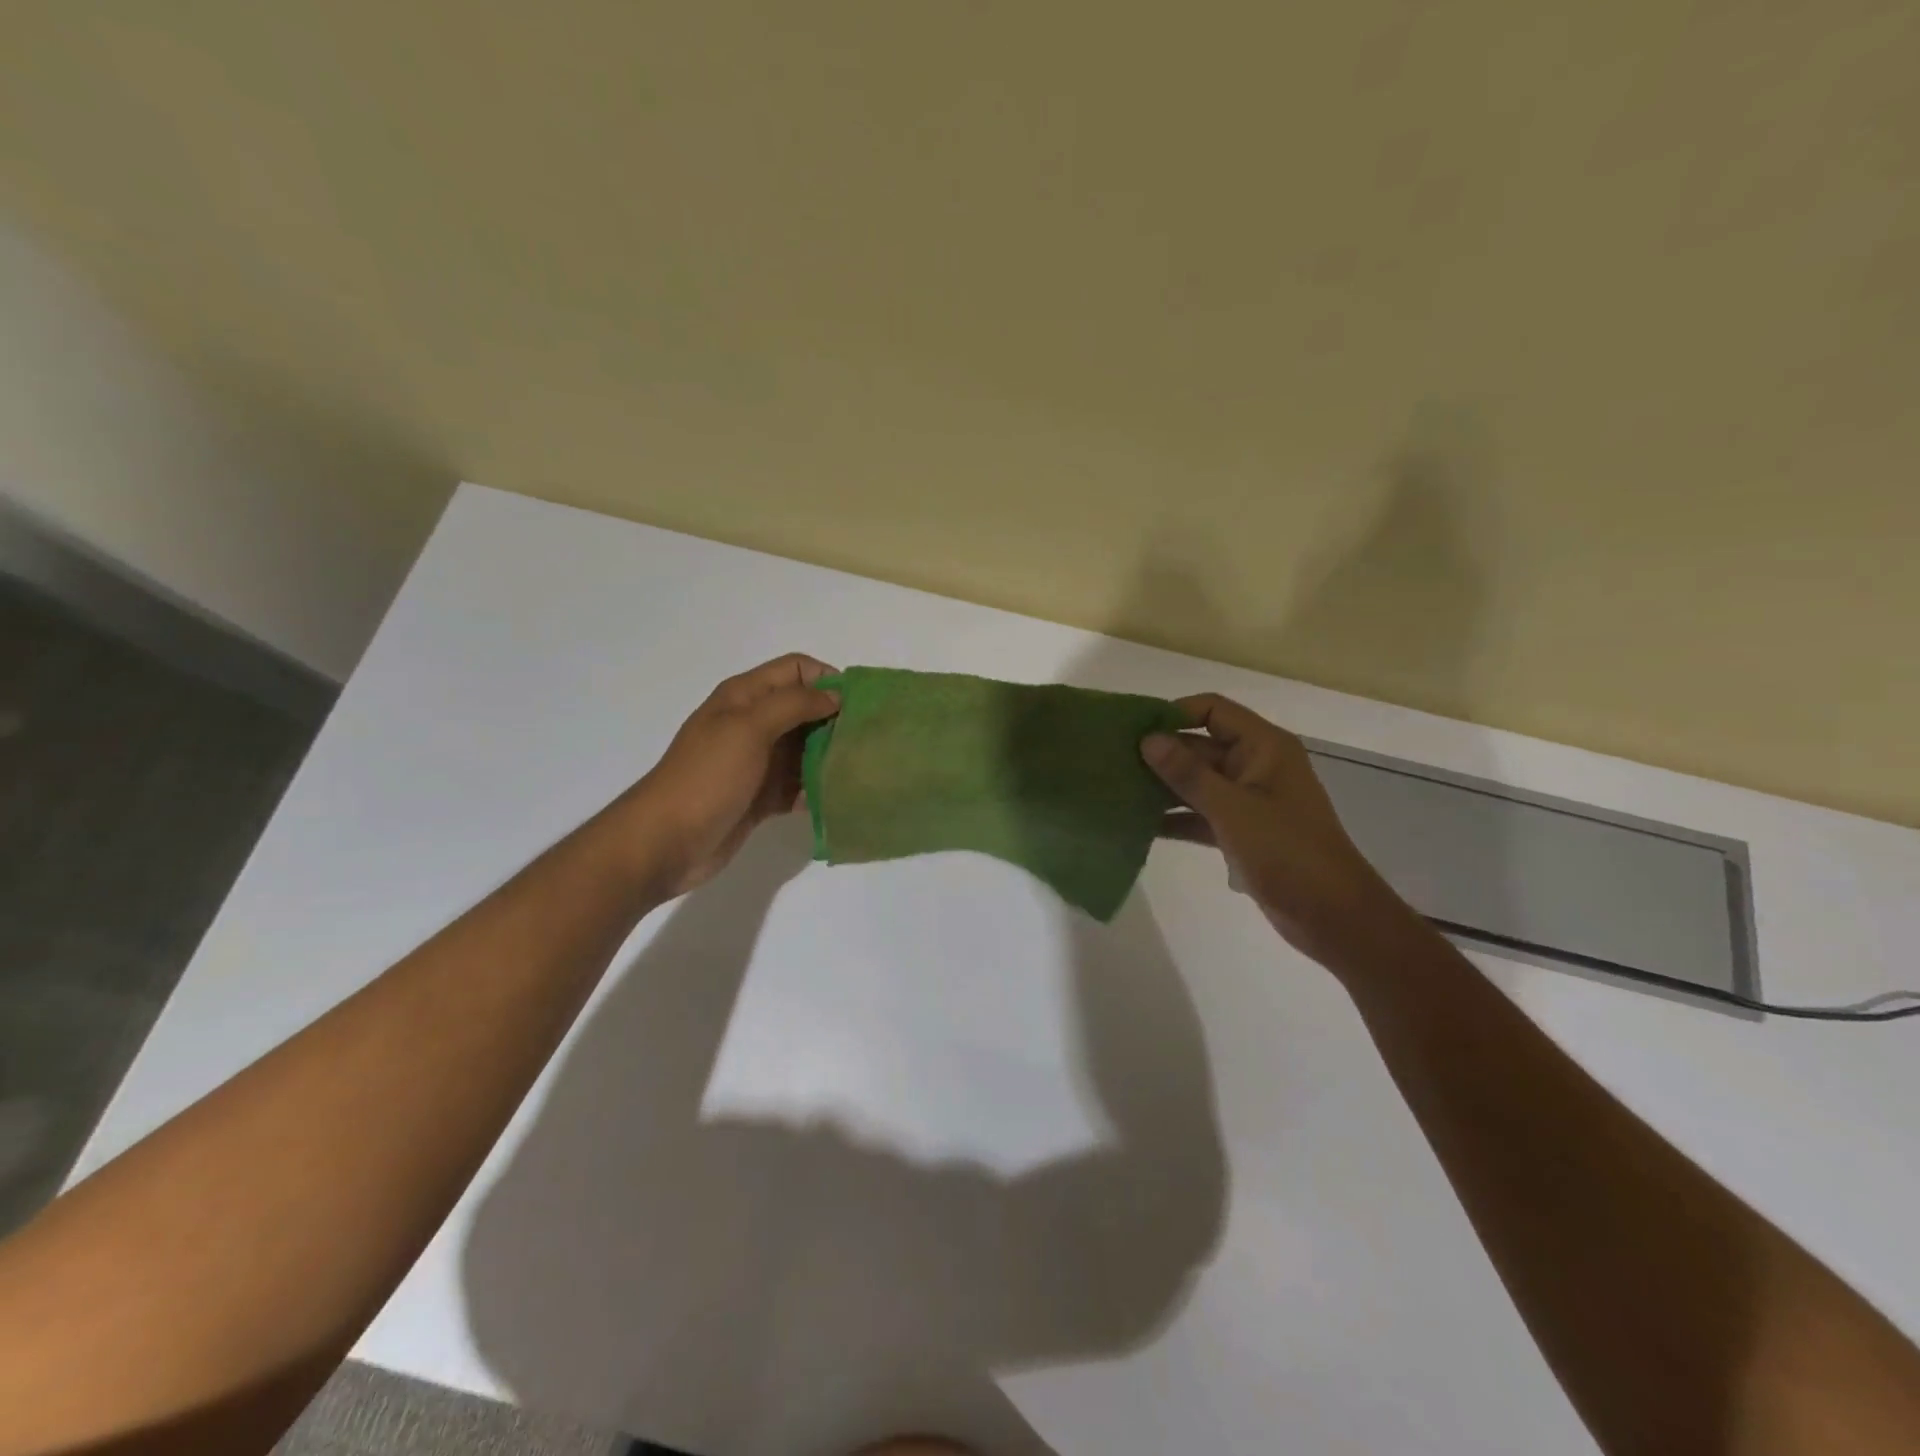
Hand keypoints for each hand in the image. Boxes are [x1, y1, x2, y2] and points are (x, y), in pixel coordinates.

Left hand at [627, 653, 839, 896]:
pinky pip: (799, 785)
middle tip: (868, 740)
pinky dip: (817, 789)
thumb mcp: (748, 727)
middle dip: (836, 720)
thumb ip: (794, 704)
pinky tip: (839, 799)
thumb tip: (835, 697)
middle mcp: (753, 723)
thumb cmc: (707, 777)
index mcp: (745, 697)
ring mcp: (757, 762)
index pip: (796, 670)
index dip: (827, 680)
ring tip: (861, 770)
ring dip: (830, 756)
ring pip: (806, 749)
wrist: (666, 841)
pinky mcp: (762, 796)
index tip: (857, 705)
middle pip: (805, 709)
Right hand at [1143, 694, 1416, 966]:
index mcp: (1264, 747)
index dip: (1173, 714)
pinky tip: (1138, 825)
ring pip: (1197, 782)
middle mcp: (1256, 765)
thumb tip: (1148, 740)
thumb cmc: (1287, 851)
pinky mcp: (1241, 831)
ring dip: (1162, 787)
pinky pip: (1200, 813)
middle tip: (1112, 763)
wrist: (1332, 916)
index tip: (1133, 731)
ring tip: (1116, 792)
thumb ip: (1188, 774)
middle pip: (1200, 747)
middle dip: (1160, 755)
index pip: (1212, 711)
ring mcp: (1248, 800)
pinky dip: (1174, 817)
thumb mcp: (1232, 809)